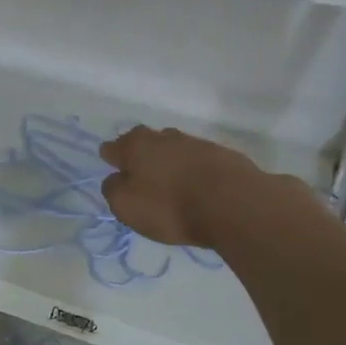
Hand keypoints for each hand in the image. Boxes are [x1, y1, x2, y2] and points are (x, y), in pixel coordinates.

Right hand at [98, 127, 273, 250]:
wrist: (233, 204)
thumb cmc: (170, 207)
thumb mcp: (127, 207)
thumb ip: (114, 190)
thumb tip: (115, 179)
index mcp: (135, 146)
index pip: (113, 147)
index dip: (111, 159)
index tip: (114, 171)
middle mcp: (163, 137)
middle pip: (144, 142)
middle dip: (140, 155)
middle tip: (140, 175)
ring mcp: (195, 143)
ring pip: (172, 148)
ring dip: (168, 161)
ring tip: (170, 183)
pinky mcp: (221, 154)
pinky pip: (197, 160)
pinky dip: (192, 170)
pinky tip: (196, 186)